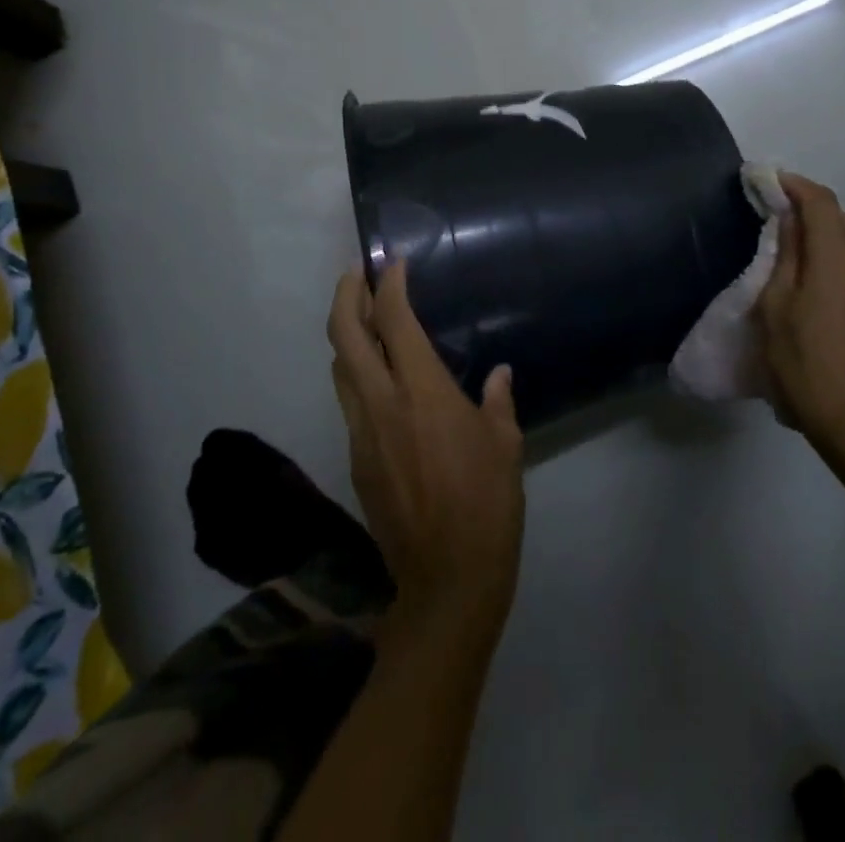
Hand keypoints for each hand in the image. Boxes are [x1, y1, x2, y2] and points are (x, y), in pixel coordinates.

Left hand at [327, 262, 524, 645]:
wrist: (447, 579)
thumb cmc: (487, 503)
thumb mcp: (505, 444)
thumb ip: (497, 400)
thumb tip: (498, 375)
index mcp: (422, 391)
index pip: (393, 321)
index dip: (390, 285)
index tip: (395, 263)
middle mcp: (381, 402)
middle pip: (345, 335)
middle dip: (346, 295)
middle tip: (357, 275)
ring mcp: (361, 432)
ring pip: (339, 368)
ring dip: (345, 335)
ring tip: (363, 318)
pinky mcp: (356, 460)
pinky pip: (348, 402)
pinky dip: (356, 374)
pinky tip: (379, 379)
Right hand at [757, 175, 844, 466]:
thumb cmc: (806, 363)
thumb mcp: (777, 307)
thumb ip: (785, 256)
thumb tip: (789, 219)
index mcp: (839, 257)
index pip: (820, 200)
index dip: (793, 184)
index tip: (766, 180)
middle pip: (841, 217)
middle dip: (809, 207)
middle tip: (775, 214)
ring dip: (826, 233)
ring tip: (794, 248)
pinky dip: (839, 256)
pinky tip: (818, 281)